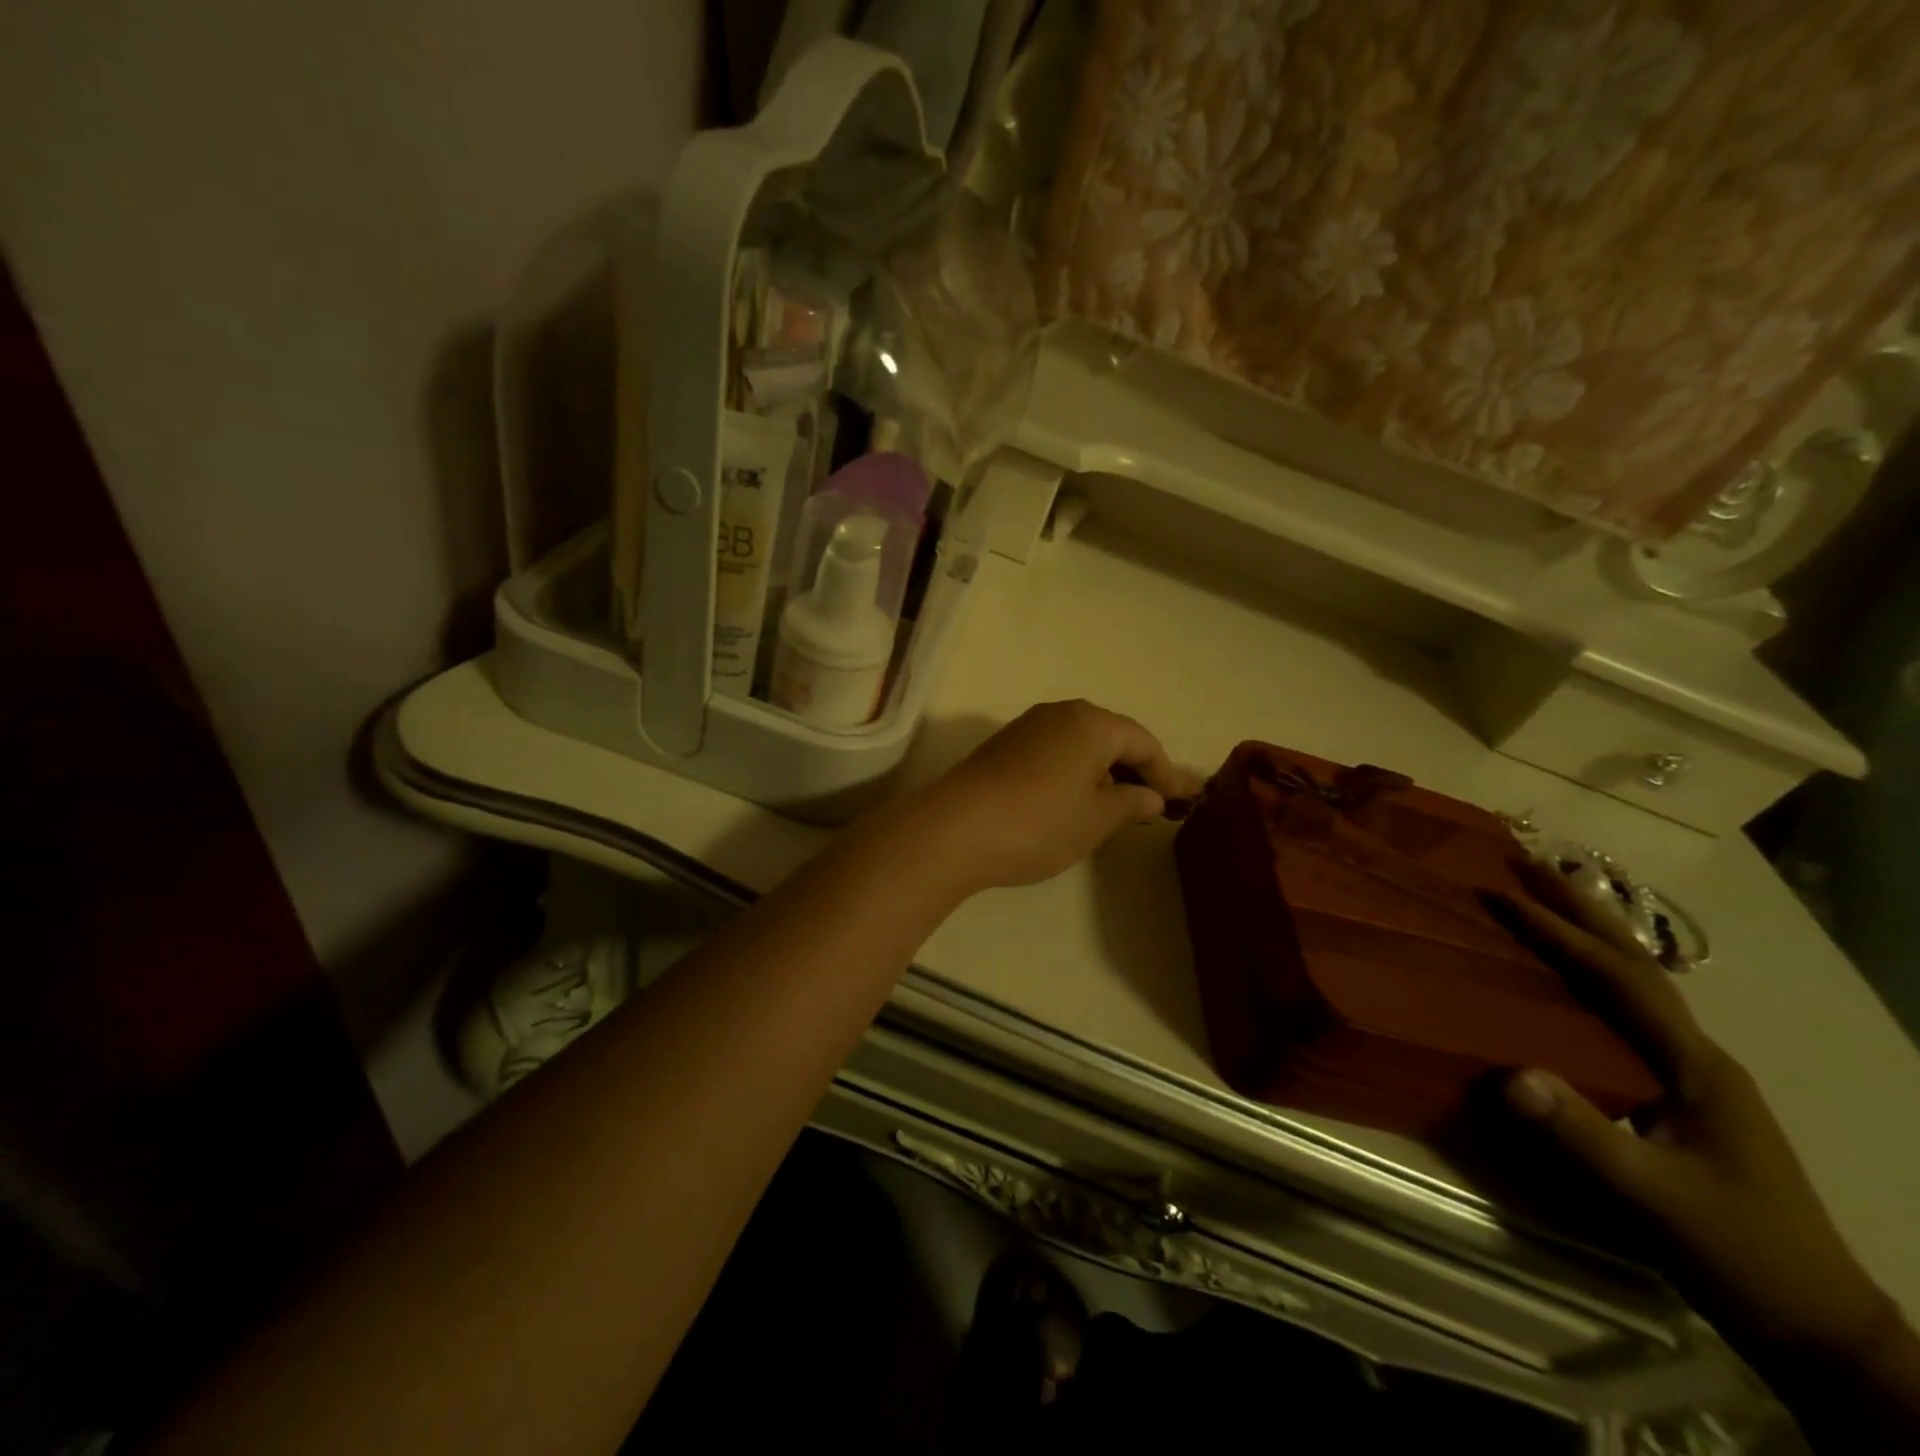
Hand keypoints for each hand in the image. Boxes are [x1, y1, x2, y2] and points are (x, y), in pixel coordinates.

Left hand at [898, 700, 1201, 895]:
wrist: (955, 829)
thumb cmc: (1040, 823)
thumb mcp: (1097, 819)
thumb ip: (1131, 802)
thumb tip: (1150, 795)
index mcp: (1093, 723)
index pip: (1143, 742)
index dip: (1167, 773)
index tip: (1187, 800)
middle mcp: (1061, 713)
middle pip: (1112, 737)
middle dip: (1136, 769)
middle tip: (1157, 802)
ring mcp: (1028, 727)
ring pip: (1081, 744)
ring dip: (1104, 771)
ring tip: (1119, 805)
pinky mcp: (1004, 746)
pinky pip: (1055, 752)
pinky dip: (1075, 772)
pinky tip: (1077, 799)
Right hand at [1498, 861, 1893, 1362]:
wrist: (1816, 1325)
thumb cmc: (1738, 1253)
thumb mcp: (1655, 1199)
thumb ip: (1583, 1136)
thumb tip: (1509, 1073)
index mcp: (1696, 1066)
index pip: (1619, 979)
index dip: (1560, 933)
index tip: (1502, 893)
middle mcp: (1697, 1055)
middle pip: (1634, 964)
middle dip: (1581, 910)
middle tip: (1526, 863)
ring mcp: (1692, 1074)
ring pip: (1633, 984)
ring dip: (1588, 935)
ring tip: (1541, 900)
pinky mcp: (1678, 1094)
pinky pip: (1622, 1014)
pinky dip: (1589, 976)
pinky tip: (1563, 979)